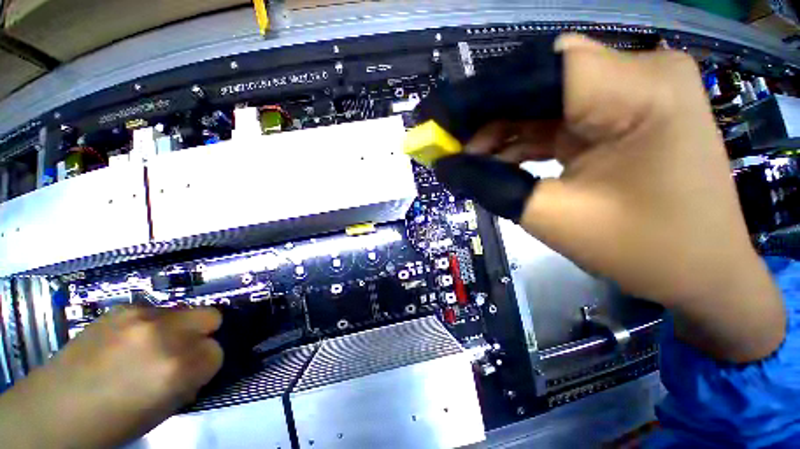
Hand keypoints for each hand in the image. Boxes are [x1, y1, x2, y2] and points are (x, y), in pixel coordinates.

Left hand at [0, 306, 222, 447]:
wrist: (55, 409)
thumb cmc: (113, 422)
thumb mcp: (161, 411)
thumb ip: (190, 380)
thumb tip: (200, 363)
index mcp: (176, 368)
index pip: (218, 351)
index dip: (206, 364)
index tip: (192, 372)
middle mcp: (165, 335)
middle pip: (212, 316)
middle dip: (202, 334)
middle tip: (182, 350)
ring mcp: (141, 317)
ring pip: (186, 310)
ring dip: (177, 327)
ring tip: (151, 346)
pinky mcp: (121, 308)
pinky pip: (156, 310)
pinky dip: (153, 323)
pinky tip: (130, 340)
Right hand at [463, 35, 783, 361]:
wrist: (705, 272)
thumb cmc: (646, 251)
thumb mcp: (554, 217)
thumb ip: (491, 185)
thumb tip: (446, 166)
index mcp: (639, 90)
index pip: (535, 72)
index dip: (478, 97)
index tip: (439, 123)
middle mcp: (641, 73)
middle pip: (538, 80)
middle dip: (487, 115)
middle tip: (451, 147)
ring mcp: (635, 92)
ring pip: (543, 98)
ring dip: (501, 130)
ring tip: (469, 159)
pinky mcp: (624, 114)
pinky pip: (558, 116)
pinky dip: (523, 139)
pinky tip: (498, 160)